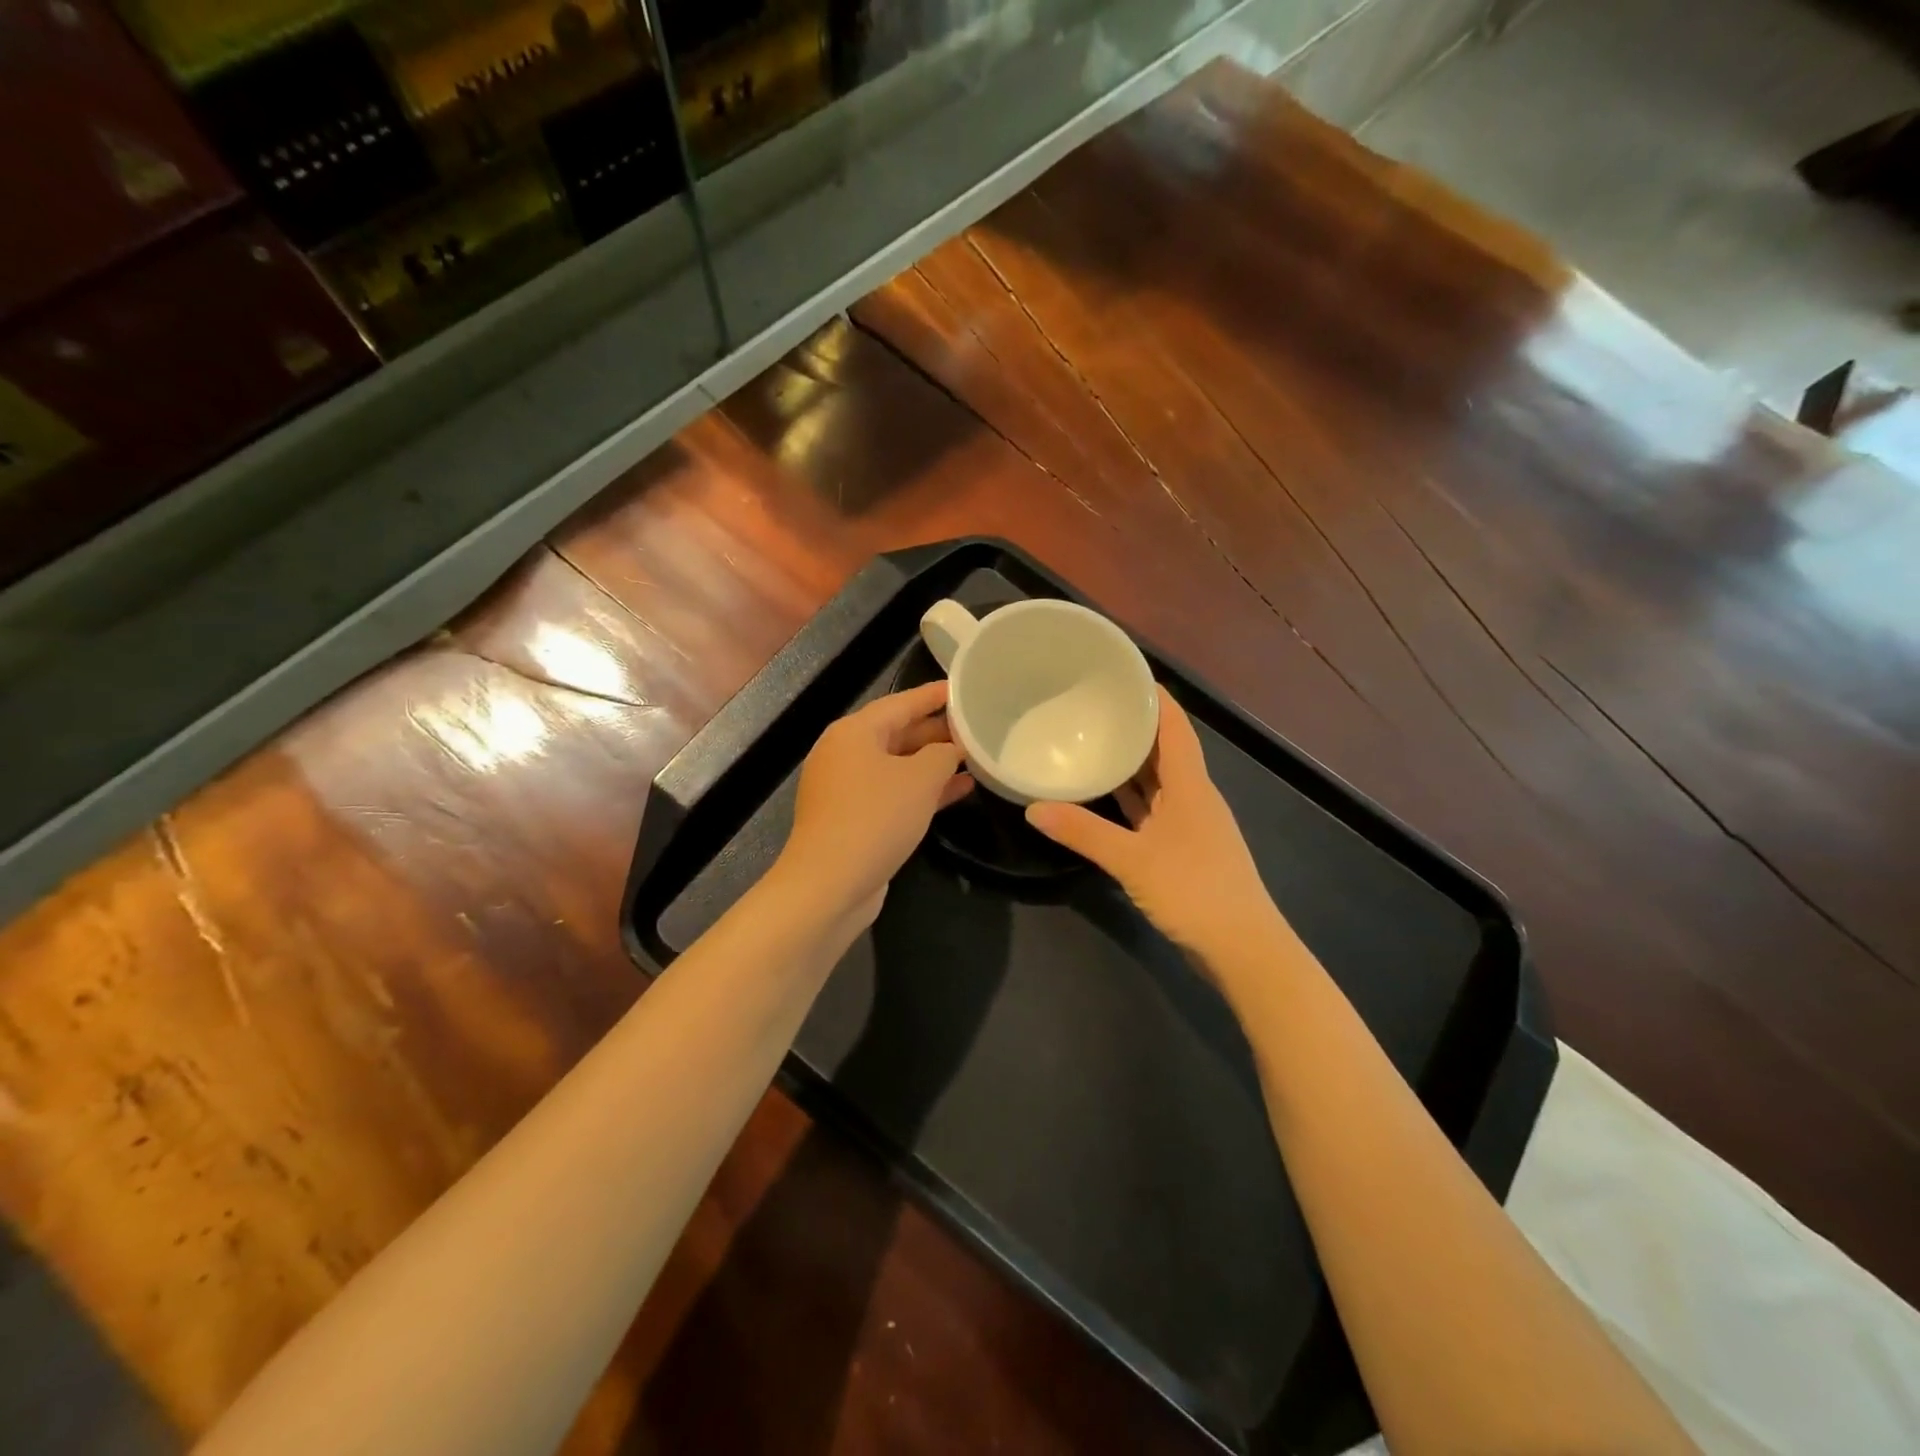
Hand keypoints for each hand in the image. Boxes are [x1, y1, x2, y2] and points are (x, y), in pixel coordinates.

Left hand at [774, 681, 973, 928]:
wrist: (829, 884)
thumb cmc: (875, 818)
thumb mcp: (920, 779)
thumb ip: (942, 755)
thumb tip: (950, 750)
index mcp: (854, 733)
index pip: (901, 702)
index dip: (934, 696)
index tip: (963, 689)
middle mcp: (845, 755)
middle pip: (897, 733)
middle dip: (937, 732)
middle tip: (976, 727)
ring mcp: (847, 789)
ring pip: (898, 766)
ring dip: (934, 764)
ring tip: (974, 758)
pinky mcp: (853, 819)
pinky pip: (894, 794)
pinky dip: (923, 791)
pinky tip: (959, 791)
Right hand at [1027, 687, 1285, 967]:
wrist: (1243, 949)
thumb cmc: (1194, 891)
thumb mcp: (1132, 859)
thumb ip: (1083, 832)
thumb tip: (1033, 807)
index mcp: (1191, 785)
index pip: (1175, 726)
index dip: (1155, 697)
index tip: (1124, 673)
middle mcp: (1194, 796)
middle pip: (1165, 750)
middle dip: (1135, 725)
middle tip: (1094, 705)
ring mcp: (1191, 825)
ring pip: (1159, 782)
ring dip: (1132, 763)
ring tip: (1094, 740)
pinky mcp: (1185, 850)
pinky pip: (1153, 810)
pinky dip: (1131, 799)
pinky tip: (1105, 796)